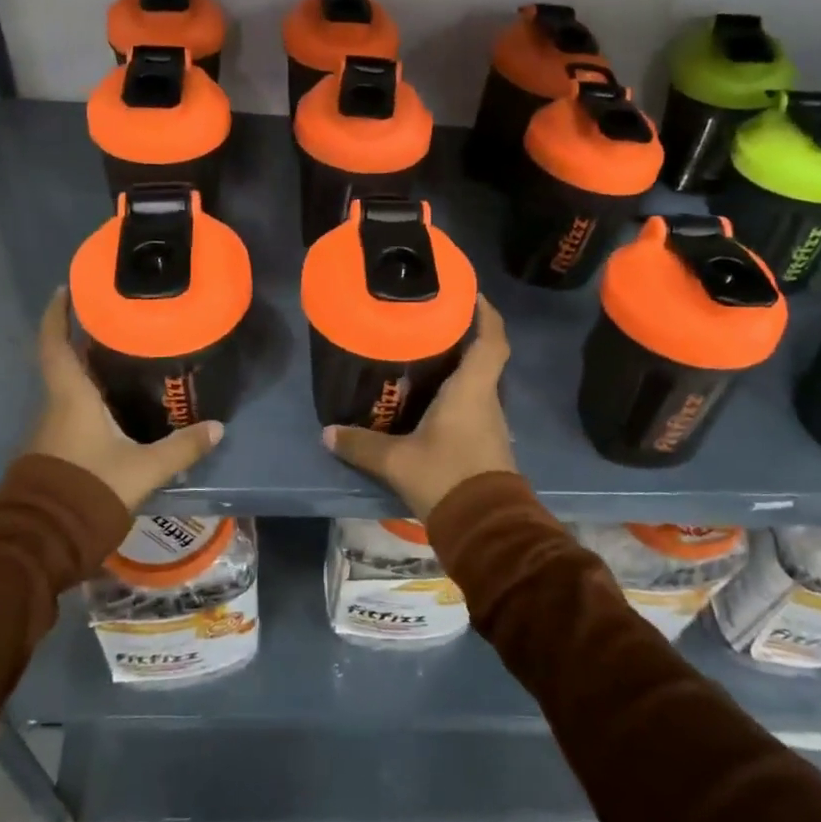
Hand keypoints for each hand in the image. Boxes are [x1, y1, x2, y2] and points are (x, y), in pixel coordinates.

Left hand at [25, 288, 223, 511]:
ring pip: (70, 389)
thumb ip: (181, 448)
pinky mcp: (53, 451)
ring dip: (90, 372)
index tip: (66, 288)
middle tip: (121, 324)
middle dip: (87, 341)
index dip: (57, 314)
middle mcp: (55, 406)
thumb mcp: (143, 469)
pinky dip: (91, 399)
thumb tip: (217, 427)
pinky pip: (72, 412)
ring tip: (126, 361)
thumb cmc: (89, 490)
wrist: (42, 541)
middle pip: (66, 363)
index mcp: (71, 397)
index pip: (55, 344)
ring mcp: (50, 431)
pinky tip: (117, 408)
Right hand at [322, 296, 515, 520]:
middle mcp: (487, 399)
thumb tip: (327, 433)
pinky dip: (455, 394)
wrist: (485, 528)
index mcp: (472, 389)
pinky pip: (472, 404)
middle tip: (428, 322)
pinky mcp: (486, 442)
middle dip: (462, 336)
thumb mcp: (396, 461)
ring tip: (422, 355)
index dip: (485, 312)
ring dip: (458, 366)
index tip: (468, 293)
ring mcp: (490, 422)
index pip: (492, 338)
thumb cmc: (446, 477)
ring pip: (478, 381)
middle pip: (484, 356)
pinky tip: (428, 399)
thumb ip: (361, 444)